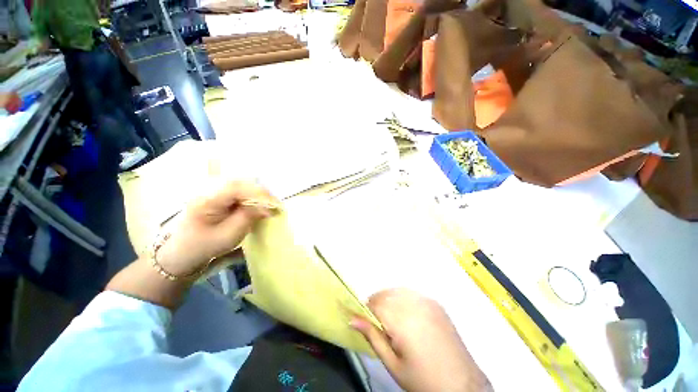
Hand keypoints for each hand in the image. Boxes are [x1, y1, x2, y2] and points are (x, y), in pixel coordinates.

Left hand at [156, 180, 278, 276]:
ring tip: (268, 203)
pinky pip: (236, 191)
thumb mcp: (229, 235)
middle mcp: (208, 191)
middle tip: (274, 203)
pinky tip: (257, 203)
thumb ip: (249, 217)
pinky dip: (250, 196)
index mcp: (207, 200)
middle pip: (239, 183)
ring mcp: (211, 192)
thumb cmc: (204, 246)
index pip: (235, 188)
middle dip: (259, 192)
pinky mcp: (216, 196)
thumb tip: (267, 207)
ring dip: (256, 193)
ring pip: (239, 185)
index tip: (273, 203)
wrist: (182, 253)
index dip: (257, 193)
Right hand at [351, 289, 490, 391]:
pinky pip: (411, 293)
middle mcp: (414, 304)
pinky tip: (404, 313)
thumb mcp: (393, 364)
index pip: (375, 304)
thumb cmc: (422, 379)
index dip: (364, 310)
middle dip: (375, 304)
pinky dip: (401, 298)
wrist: (461, 384)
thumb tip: (353, 319)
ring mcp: (427, 301)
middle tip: (374, 321)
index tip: (360, 319)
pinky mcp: (435, 302)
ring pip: (397, 290)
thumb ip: (372, 337)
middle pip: (385, 294)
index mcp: (403, 321)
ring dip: (387, 299)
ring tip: (388, 317)